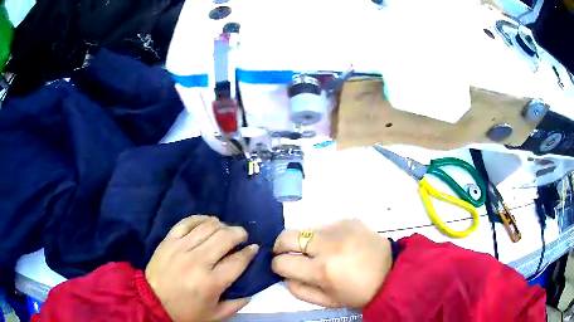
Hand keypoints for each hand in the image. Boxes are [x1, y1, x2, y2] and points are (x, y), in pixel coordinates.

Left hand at [145, 215, 258, 321]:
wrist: (151, 301)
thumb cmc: (185, 311)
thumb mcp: (215, 315)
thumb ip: (236, 304)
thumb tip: (250, 291)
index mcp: (211, 282)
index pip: (238, 260)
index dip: (249, 252)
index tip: (254, 248)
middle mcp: (198, 261)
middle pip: (225, 238)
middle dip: (239, 234)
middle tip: (243, 236)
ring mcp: (181, 248)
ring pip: (207, 227)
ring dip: (222, 225)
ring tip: (226, 229)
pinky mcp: (169, 240)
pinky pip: (187, 222)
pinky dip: (200, 218)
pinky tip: (208, 221)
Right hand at [272, 219, 391, 307]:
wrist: (393, 272)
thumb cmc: (359, 293)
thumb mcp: (328, 301)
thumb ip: (299, 290)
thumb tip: (285, 275)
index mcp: (322, 270)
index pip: (282, 261)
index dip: (277, 265)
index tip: (282, 268)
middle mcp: (328, 244)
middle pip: (287, 235)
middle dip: (280, 245)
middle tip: (286, 253)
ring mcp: (340, 228)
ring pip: (305, 229)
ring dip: (305, 241)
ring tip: (319, 252)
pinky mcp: (349, 220)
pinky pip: (325, 225)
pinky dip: (323, 236)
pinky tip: (337, 245)